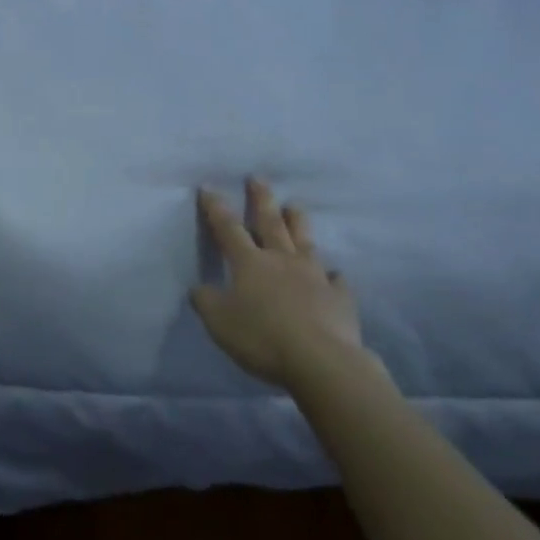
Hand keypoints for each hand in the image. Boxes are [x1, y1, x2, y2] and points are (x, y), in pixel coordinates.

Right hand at [191, 179, 365, 387]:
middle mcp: (281, 260)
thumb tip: (199, 288)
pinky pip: (336, 280)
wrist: (320, 360)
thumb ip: (206, 301)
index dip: (215, 208)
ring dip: (298, 222)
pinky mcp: (339, 297)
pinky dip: (332, 274)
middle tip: (258, 178)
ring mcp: (314, 276)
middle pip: (270, 223)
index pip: (227, 228)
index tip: (208, 187)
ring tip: (295, 206)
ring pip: (304, 241)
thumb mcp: (219, 322)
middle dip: (261, 199)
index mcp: (249, 263)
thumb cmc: (261, 337)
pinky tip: (334, 274)